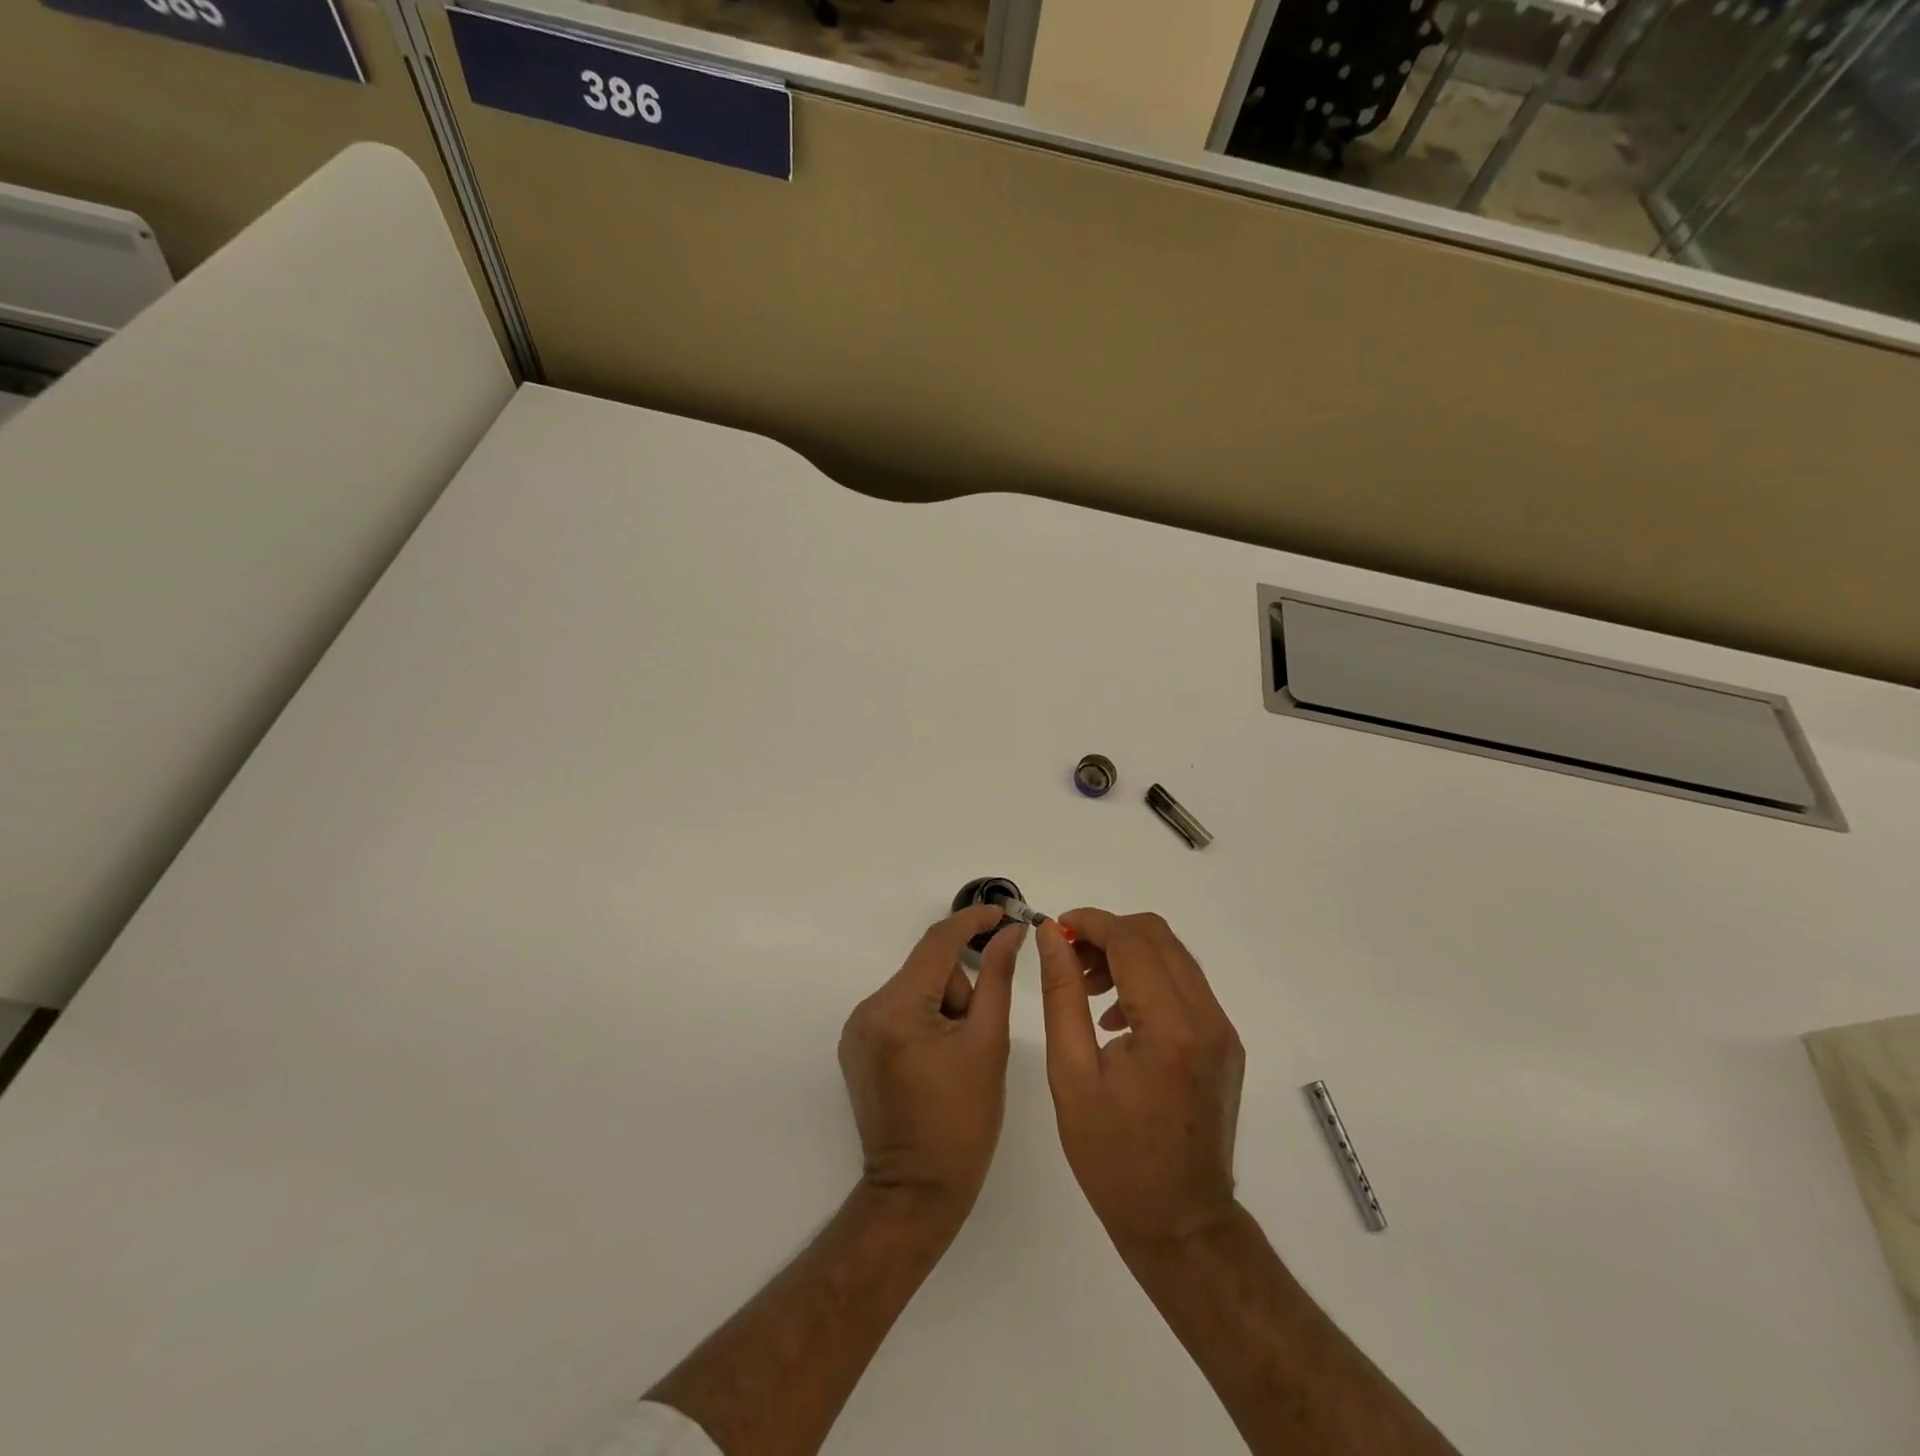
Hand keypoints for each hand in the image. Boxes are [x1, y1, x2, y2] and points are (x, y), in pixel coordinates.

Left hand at [838, 906, 1025, 1227]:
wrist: (917, 1192)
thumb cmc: (963, 1121)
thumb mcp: (988, 1043)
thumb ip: (998, 978)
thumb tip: (1012, 933)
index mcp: (897, 1009)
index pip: (937, 942)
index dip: (972, 921)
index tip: (1004, 913)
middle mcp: (867, 1010)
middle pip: (927, 969)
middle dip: (959, 989)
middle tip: (977, 1035)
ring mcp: (856, 1029)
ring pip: (915, 988)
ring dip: (943, 1006)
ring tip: (956, 1056)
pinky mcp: (855, 1046)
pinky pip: (898, 1009)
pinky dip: (923, 1019)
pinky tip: (936, 1058)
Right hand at [1035, 909, 1244, 1257]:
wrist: (1180, 1223)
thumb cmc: (1113, 1157)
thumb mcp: (1071, 1073)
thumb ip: (1062, 994)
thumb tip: (1052, 936)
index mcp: (1170, 1026)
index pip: (1132, 940)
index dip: (1090, 923)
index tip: (1055, 929)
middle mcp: (1207, 1018)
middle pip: (1158, 937)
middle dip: (1108, 934)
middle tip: (1068, 959)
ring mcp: (1222, 1030)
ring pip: (1173, 956)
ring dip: (1128, 954)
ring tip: (1087, 988)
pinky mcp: (1224, 1044)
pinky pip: (1185, 986)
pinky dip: (1148, 979)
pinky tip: (1116, 1016)